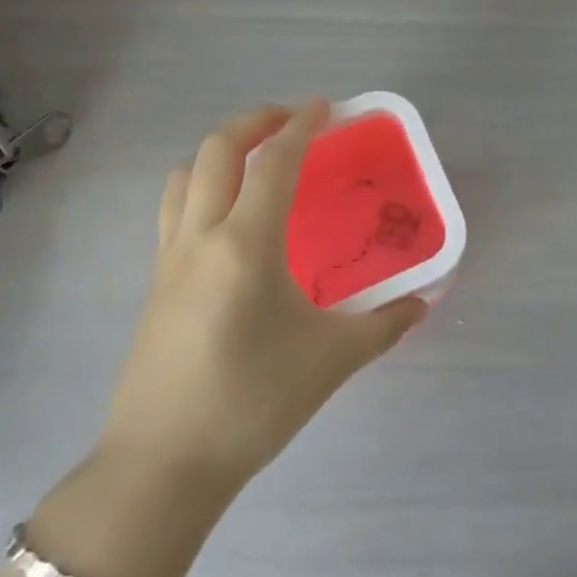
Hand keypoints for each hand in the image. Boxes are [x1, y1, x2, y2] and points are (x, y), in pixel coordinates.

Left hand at [95, 101, 426, 496]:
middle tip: (291, 122)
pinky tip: (228, 216)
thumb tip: (421, 305)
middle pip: (217, 150)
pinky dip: (201, 185)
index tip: (324, 107)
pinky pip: (174, 208)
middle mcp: (202, 236)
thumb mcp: (331, 362)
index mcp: (246, 244)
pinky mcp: (155, 282)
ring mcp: (170, 257)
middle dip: (255, 121)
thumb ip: (384, 325)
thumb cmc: (251, 404)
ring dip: (220, 151)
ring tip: (256, 160)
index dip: (301, 126)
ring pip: (186, 174)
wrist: (160, 469)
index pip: (274, 163)